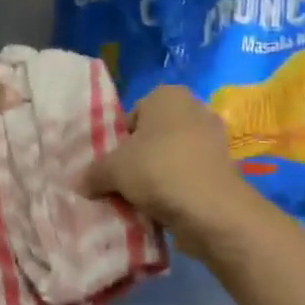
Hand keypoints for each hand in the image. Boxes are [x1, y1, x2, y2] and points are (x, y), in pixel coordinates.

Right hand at [81, 85, 253, 249]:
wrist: (212, 209)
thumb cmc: (159, 170)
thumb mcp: (114, 169)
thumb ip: (94, 172)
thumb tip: (79, 182)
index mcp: (167, 95)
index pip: (133, 115)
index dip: (120, 141)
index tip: (113, 166)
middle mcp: (194, 108)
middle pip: (154, 136)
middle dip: (140, 158)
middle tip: (124, 183)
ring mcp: (213, 139)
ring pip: (173, 157)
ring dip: (159, 176)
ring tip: (142, 201)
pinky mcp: (225, 168)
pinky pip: (191, 175)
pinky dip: (179, 189)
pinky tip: (165, 208)